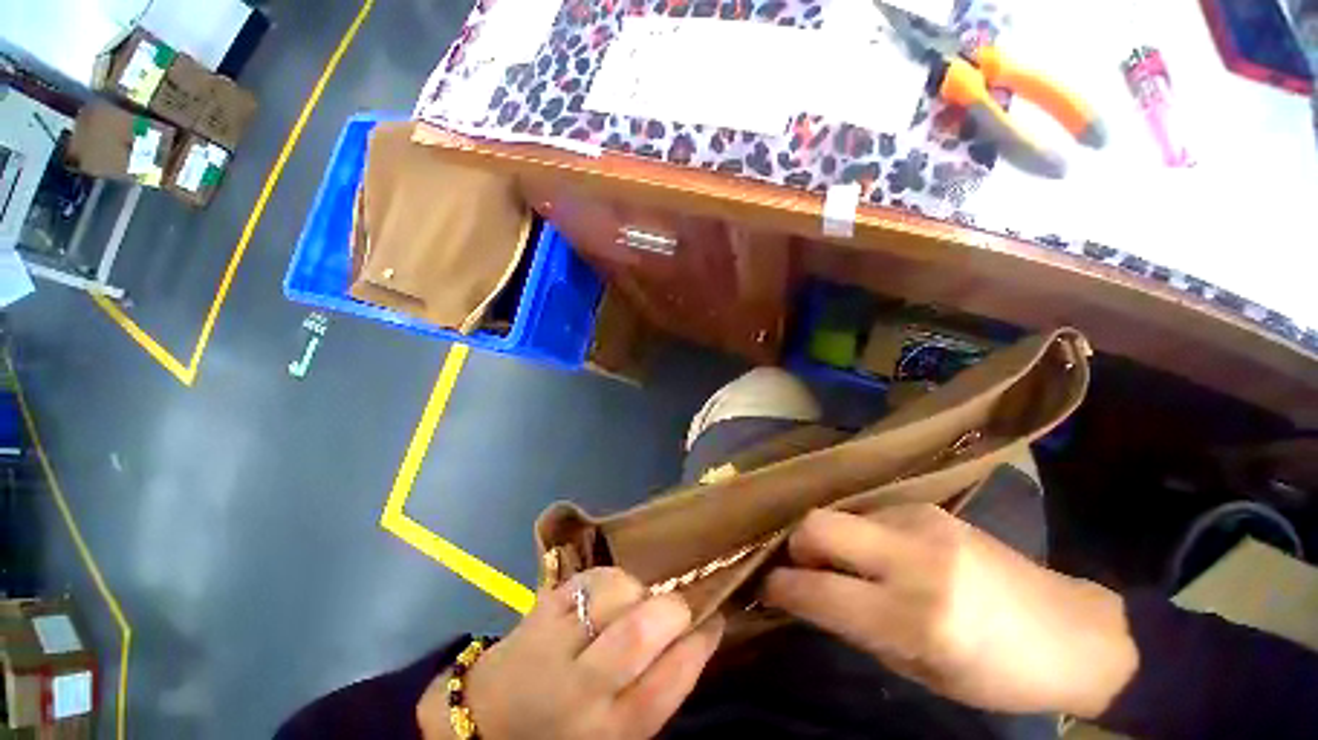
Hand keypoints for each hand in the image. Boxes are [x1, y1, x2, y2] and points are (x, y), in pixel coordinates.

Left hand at [417, 568, 723, 739]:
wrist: (491, 715)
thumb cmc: (568, 728)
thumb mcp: (620, 730)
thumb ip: (659, 688)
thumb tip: (699, 633)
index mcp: (610, 729)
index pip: (669, 682)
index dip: (700, 645)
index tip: (715, 621)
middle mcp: (582, 687)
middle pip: (642, 631)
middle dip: (673, 610)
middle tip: (678, 609)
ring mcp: (557, 641)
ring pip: (617, 593)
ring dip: (640, 591)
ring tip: (637, 604)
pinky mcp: (544, 606)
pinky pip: (594, 576)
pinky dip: (614, 579)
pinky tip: (611, 596)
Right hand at [763, 506, 1137, 718]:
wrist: (1070, 631)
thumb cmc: (996, 672)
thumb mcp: (919, 670)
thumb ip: (855, 627)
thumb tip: (805, 597)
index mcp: (915, 617)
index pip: (817, 592)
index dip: (781, 589)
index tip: (768, 589)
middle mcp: (913, 558)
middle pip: (816, 526)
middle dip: (796, 547)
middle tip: (804, 570)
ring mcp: (921, 522)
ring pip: (838, 513)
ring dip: (829, 539)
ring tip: (846, 563)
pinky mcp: (927, 507)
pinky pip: (867, 512)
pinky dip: (858, 531)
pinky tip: (879, 551)